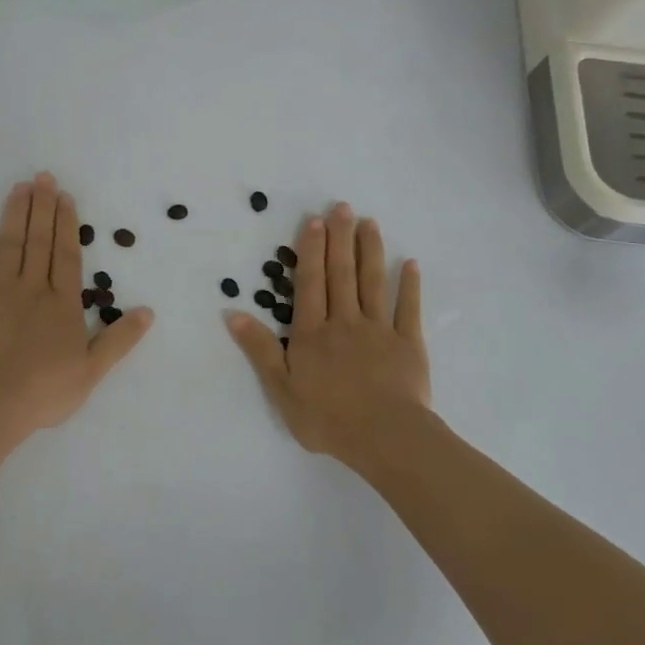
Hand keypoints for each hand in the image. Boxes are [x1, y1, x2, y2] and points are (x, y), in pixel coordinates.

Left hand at [0, 173, 153, 439]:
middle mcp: (33, 287)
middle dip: (43, 207)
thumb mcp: (93, 371)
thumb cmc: (44, 390)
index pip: (67, 255)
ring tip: (20, 187)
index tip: (65, 197)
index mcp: (62, 304)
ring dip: (16, 213)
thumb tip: (148, 312)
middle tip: (43, 176)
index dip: (68, 224)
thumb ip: (119, 339)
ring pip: (10, 243)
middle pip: (40, 241)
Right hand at [227, 203, 429, 464]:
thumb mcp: (281, 388)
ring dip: (370, 251)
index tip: (315, 221)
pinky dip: (410, 285)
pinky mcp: (408, 344)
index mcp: (313, 333)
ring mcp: (379, 330)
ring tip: (370, 223)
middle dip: (340, 239)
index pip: (310, 283)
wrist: (384, 437)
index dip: (311, 251)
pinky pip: (408, 309)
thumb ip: (260, 349)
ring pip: (373, 283)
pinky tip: (410, 263)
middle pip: (341, 274)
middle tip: (343, 207)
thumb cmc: (327, 417)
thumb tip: (234, 313)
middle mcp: (345, 322)